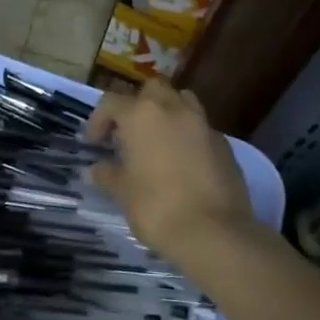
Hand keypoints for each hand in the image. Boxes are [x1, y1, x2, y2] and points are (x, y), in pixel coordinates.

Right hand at [86, 79, 252, 262]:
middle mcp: (173, 109)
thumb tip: (95, 169)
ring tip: (158, 140)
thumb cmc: (156, 207)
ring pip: (182, 100)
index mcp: (142, 115)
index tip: (95, 143)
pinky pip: (200, 127)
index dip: (99, 119)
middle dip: (138, 104)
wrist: (213, 231)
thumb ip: (107, 174)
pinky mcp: (224, 143)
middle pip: (152, 88)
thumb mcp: (123, 192)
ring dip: (167, 112)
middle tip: (129, 132)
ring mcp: (203, 124)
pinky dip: (188, 135)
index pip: (112, 102)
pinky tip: (182, 161)